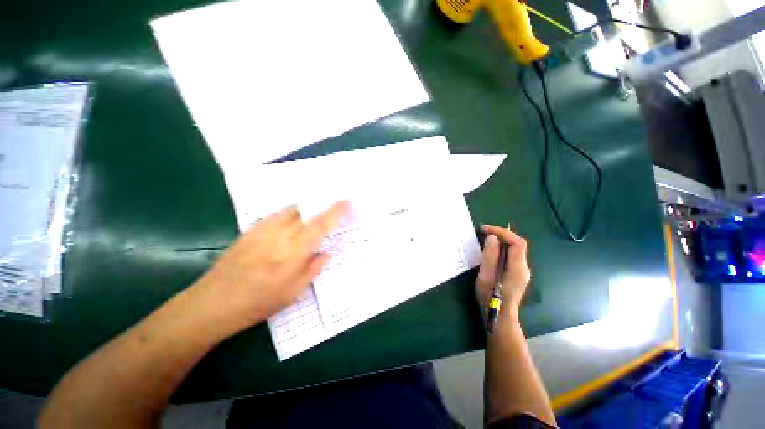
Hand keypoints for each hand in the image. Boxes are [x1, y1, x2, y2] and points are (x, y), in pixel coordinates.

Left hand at [190, 202, 349, 337]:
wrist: (212, 303)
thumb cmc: (257, 303)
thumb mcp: (292, 293)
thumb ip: (313, 269)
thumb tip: (327, 253)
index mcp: (293, 253)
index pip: (320, 226)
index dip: (335, 212)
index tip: (347, 202)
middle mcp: (279, 236)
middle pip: (306, 213)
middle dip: (321, 210)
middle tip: (329, 213)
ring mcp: (263, 231)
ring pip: (291, 211)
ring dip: (305, 212)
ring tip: (310, 220)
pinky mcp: (250, 230)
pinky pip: (276, 215)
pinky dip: (288, 216)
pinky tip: (288, 227)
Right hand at [475, 225, 530, 318]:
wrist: (499, 318)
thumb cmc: (491, 297)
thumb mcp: (486, 276)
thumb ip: (490, 256)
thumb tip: (492, 237)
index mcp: (518, 268)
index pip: (517, 242)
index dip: (502, 232)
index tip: (485, 229)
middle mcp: (523, 267)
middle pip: (517, 244)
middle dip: (500, 234)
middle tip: (483, 232)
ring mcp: (521, 272)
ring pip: (513, 249)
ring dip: (500, 241)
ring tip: (484, 239)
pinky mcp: (516, 274)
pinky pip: (510, 255)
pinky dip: (500, 249)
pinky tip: (489, 251)